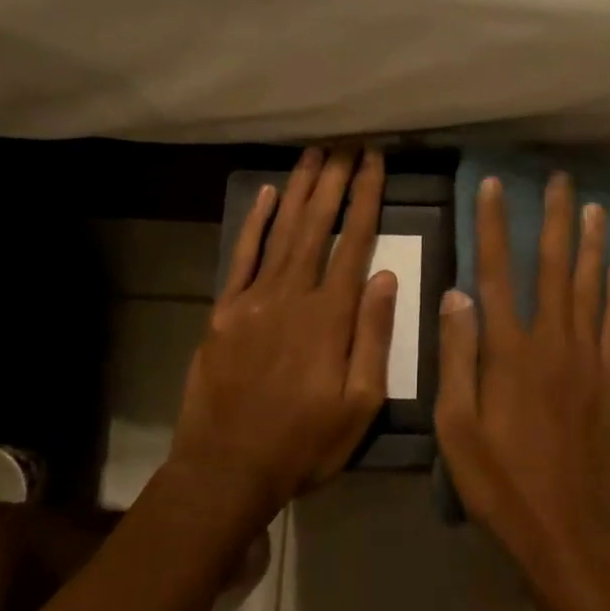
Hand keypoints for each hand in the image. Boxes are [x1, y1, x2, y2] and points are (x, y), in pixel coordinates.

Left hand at [167, 147, 396, 520]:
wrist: (226, 469)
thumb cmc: (304, 442)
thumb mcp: (359, 405)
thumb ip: (374, 336)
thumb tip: (385, 276)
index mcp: (330, 315)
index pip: (354, 241)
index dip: (366, 197)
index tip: (374, 161)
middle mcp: (292, 294)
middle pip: (316, 224)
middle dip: (334, 179)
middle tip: (346, 141)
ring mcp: (253, 299)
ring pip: (281, 230)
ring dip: (299, 188)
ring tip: (315, 153)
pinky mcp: (224, 310)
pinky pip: (242, 256)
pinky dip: (254, 223)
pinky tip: (266, 194)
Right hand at [435, 172, 609, 585]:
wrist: (570, 533)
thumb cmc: (501, 483)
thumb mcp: (457, 428)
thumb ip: (457, 357)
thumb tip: (456, 294)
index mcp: (509, 351)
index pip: (496, 271)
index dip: (493, 225)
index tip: (494, 185)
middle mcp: (552, 341)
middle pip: (554, 267)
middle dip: (555, 219)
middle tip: (561, 180)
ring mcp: (589, 360)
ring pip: (591, 287)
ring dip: (591, 244)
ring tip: (594, 208)